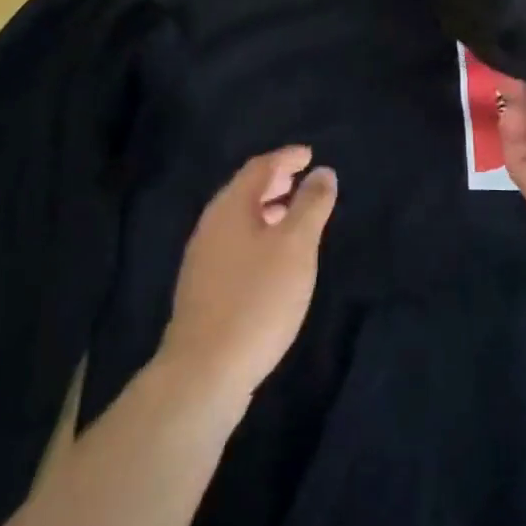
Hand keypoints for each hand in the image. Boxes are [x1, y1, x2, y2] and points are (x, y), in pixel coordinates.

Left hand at [161, 146, 337, 400]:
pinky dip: (258, 235)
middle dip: (275, 180)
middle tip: (302, 178)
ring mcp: (203, 258)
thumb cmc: (257, 298)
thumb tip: (322, 172)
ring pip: (239, 219)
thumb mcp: (296, 246)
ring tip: (293, 215)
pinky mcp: (204, 287)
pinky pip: (235, 243)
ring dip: (266, 209)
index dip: (286, 157)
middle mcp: (211, 225)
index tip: (309, 154)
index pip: (260, 167)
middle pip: (245, 191)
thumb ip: (311, 205)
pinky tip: (273, 258)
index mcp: (231, 207)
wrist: (204, 371)